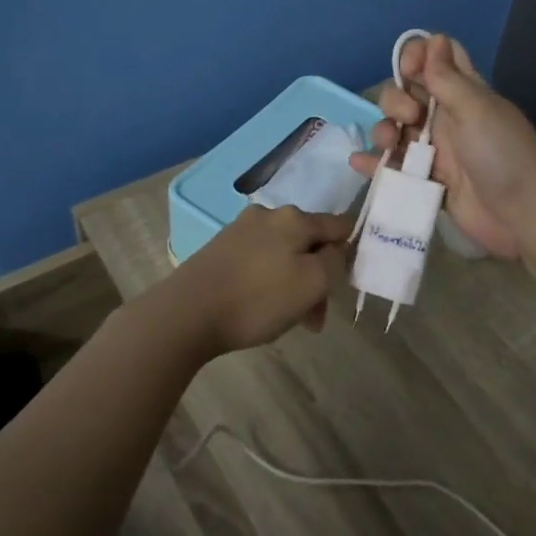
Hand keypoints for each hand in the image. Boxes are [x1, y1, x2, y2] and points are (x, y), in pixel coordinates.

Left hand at [172, 205, 352, 354]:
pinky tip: (261, 308)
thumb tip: (337, 249)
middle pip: (309, 242)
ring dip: (294, 283)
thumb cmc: (257, 299)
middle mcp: (269, 214)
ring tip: (288, 321)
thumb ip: (335, 261)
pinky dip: (269, 281)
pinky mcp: (221, 248)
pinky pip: (259, 261)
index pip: (339, 225)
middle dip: (317, 277)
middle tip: (314, 318)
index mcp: (295, 217)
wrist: (187, 312)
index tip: (344, 284)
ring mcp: (241, 229)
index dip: (349, 252)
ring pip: (284, 254)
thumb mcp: (312, 283)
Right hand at [349, 34, 535, 260]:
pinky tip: (360, 163)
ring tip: (389, 146)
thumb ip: (448, 77)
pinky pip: (394, 167)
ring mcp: (435, 151)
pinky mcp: (426, 181)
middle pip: (406, 93)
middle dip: (396, 99)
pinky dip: (375, 164)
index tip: (409, 70)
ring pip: (396, 129)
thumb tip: (433, 38)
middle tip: (411, 117)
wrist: (522, 216)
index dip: (417, 56)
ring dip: (383, 130)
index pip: (436, 58)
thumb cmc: (503, 154)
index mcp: (463, 93)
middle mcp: (446, 117)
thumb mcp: (476, 109)